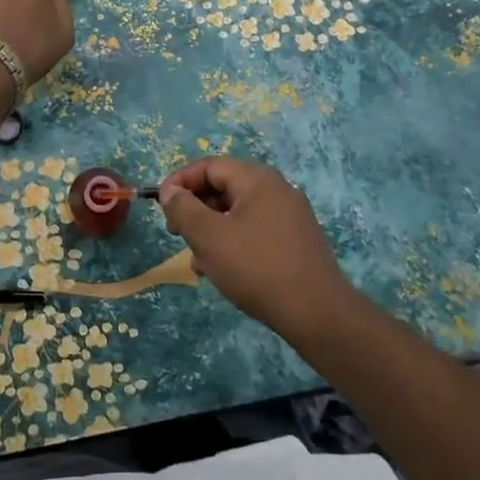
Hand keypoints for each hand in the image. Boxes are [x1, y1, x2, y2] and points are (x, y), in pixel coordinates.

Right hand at [158, 157, 360, 339]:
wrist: (317, 313)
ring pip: (237, 212)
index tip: (161, 207)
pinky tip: (223, 270)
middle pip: (224, 187)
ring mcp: (290, 216)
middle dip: (195, 208)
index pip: (209, 166)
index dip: (180, 182)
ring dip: (211, 229)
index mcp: (257, 180)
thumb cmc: (256, 268)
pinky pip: (254, 230)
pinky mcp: (296, 241)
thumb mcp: (209, 237)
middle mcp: (277, 190)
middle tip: (176, 233)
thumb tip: (170, 191)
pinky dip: (233, 242)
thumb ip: (184, 209)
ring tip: (197, 260)